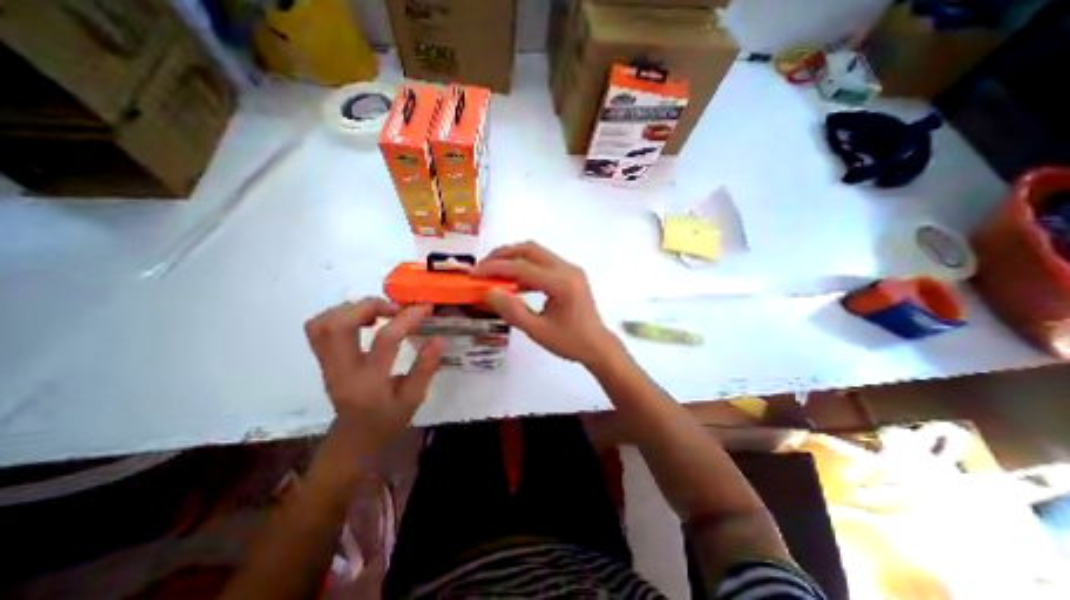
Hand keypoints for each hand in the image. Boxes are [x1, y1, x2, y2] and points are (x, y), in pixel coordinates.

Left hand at [304, 297, 443, 451]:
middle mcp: (340, 370)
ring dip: (353, 308)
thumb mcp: (414, 398)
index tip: (425, 308)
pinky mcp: (322, 359)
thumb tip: (438, 338)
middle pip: (338, 325)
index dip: (407, 318)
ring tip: (380, 312)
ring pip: (322, 323)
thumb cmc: (388, 419)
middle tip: (395, 308)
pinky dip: (341, 314)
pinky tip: (363, 320)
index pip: (384, 340)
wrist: (354, 438)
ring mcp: (325, 364)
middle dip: (369, 306)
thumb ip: (425, 368)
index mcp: (368, 382)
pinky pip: (318, 327)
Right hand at [468, 242, 618, 364]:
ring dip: (513, 258)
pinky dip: (525, 267)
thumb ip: (512, 311)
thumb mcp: (538, 331)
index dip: (495, 268)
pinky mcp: (570, 274)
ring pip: (536, 253)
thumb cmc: (570, 342)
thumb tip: (488, 292)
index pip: (522, 267)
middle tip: (483, 267)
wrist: (598, 346)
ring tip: (494, 272)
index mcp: (562, 283)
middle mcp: (567, 269)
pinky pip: (543, 263)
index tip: (474, 273)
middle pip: (530, 249)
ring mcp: (570, 269)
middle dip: (503, 255)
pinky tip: (513, 282)